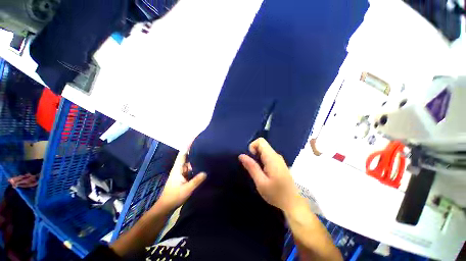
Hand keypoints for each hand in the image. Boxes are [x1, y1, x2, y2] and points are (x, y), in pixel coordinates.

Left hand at [158, 146, 205, 210]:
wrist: (166, 206)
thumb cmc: (174, 196)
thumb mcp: (187, 189)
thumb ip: (196, 181)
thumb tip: (206, 172)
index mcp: (178, 168)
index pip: (183, 153)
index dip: (187, 145)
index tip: (193, 137)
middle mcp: (180, 168)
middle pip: (187, 156)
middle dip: (193, 150)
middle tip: (203, 144)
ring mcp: (182, 173)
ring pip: (190, 163)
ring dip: (196, 158)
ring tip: (205, 153)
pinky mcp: (184, 177)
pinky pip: (191, 169)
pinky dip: (196, 166)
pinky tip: (203, 165)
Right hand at [239, 138, 299, 211]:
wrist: (293, 203)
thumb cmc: (276, 194)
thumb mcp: (260, 182)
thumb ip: (251, 167)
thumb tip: (241, 155)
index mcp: (272, 158)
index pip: (260, 141)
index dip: (252, 146)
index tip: (251, 159)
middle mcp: (276, 155)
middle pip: (262, 145)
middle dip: (254, 153)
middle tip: (253, 168)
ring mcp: (279, 159)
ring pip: (265, 150)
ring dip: (258, 157)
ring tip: (258, 171)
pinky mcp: (280, 163)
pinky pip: (268, 156)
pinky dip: (262, 160)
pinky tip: (264, 172)